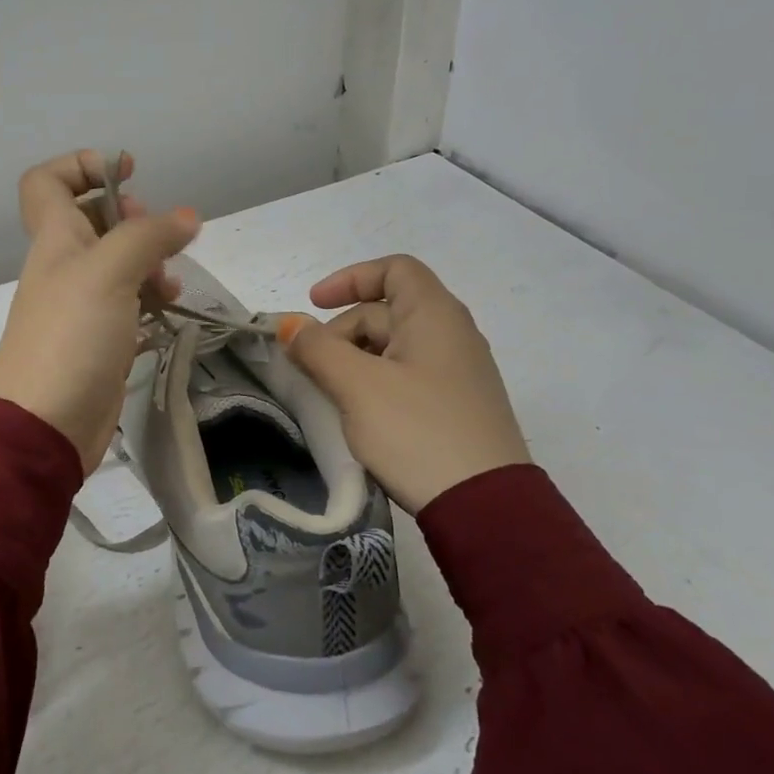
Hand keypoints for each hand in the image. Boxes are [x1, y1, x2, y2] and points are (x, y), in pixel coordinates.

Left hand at [0, 150, 198, 471]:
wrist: (45, 424)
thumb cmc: (70, 337)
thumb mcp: (109, 272)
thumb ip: (148, 236)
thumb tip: (188, 217)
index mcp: (55, 239)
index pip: (48, 182)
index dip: (83, 165)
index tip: (127, 173)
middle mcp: (66, 266)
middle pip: (94, 220)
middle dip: (132, 218)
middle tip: (156, 238)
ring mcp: (83, 305)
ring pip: (118, 265)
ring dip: (149, 263)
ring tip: (169, 284)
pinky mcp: (100, 340)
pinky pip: (129, 305)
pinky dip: (150, 300)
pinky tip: (168, 311)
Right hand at [281, 255, 530, 513]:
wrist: (484, 504)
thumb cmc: (417, 430)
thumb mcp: (357, 386)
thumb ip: (318, 349)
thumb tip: (290, 325)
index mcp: (434, 315)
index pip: (394, 269)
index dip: (349, 278)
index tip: (313, 305)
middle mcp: (453, 334)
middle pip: (388, 310)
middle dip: (342, 330)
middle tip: (311, 368)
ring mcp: (458, 372)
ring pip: (395, 347)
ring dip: (355, 359)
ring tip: (329, 394)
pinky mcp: (457, 405)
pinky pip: (408, 375)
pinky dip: (376, 381)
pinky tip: (360, 414)